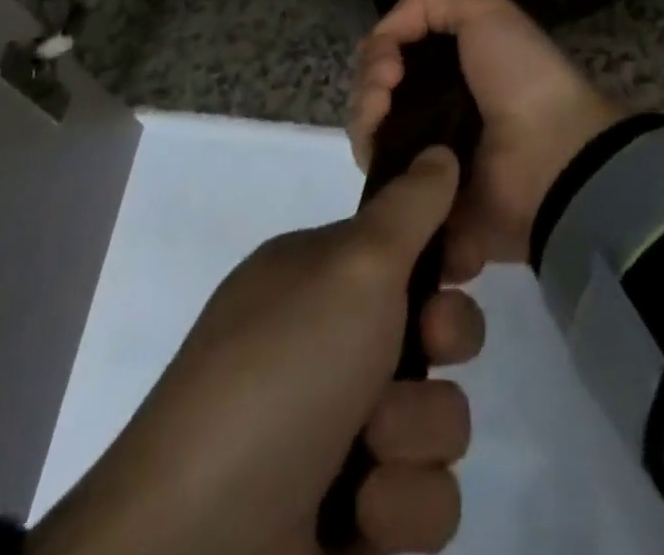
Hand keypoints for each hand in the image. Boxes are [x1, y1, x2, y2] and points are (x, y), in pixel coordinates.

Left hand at [31, 147, 484, 554]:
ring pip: (440, 417)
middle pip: (438, 326)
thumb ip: (409, 206)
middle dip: (448, 336)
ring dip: (414, 433)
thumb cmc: (282, 371)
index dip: (447, 251)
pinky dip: (398, 508)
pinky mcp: (358, 520)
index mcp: (323, 279)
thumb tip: (439, 149)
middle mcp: (336, 346)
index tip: (466, 260)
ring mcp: (346, 435)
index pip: (407, 245)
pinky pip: (425, 501)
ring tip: (368, 452)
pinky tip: (356, 516)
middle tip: (430, 342)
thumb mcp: (352, 266)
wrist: (197, 546)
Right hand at [351, 0, 621, 275]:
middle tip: (387, 84)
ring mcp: (425, 150)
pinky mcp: (420, 194)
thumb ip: (428, 0)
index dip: (380, 48)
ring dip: (365, 112)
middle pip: (375, 86)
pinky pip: (379, 174)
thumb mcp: (486, 10)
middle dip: (369, 79)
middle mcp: (435, 102)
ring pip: (369, 127)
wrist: (550, 154)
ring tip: (383, 111)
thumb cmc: (521, 75)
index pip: (393, 51)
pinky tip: (383, 147)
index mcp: (452, 62)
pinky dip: (372, 154)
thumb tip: (384, 33)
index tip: (391, 59)